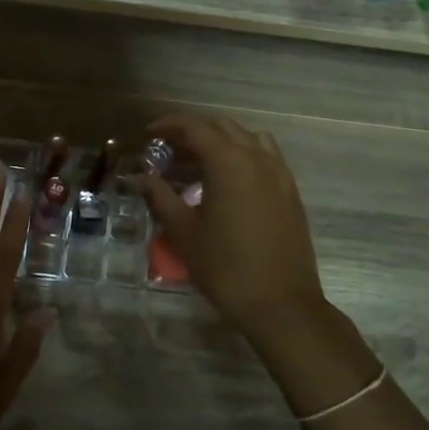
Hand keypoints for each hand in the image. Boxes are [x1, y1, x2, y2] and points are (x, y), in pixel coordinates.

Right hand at [135, 115, 327, 338]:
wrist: (281, 304)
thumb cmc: (225, 267)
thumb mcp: (184, 232)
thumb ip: (159, 197)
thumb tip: (138, 177)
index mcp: (228, 161)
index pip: (195, 127)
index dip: (169, 125)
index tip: (148, 133)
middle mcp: (257, 157)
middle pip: (222, 127)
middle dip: (193, 130)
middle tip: (168, 147)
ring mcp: (279, 173)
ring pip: (247, 138)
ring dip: (221, 139)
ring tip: (199, 159)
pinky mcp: (290, 191)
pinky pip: (265, 156)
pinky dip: (243, 154)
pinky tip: (229, 179)